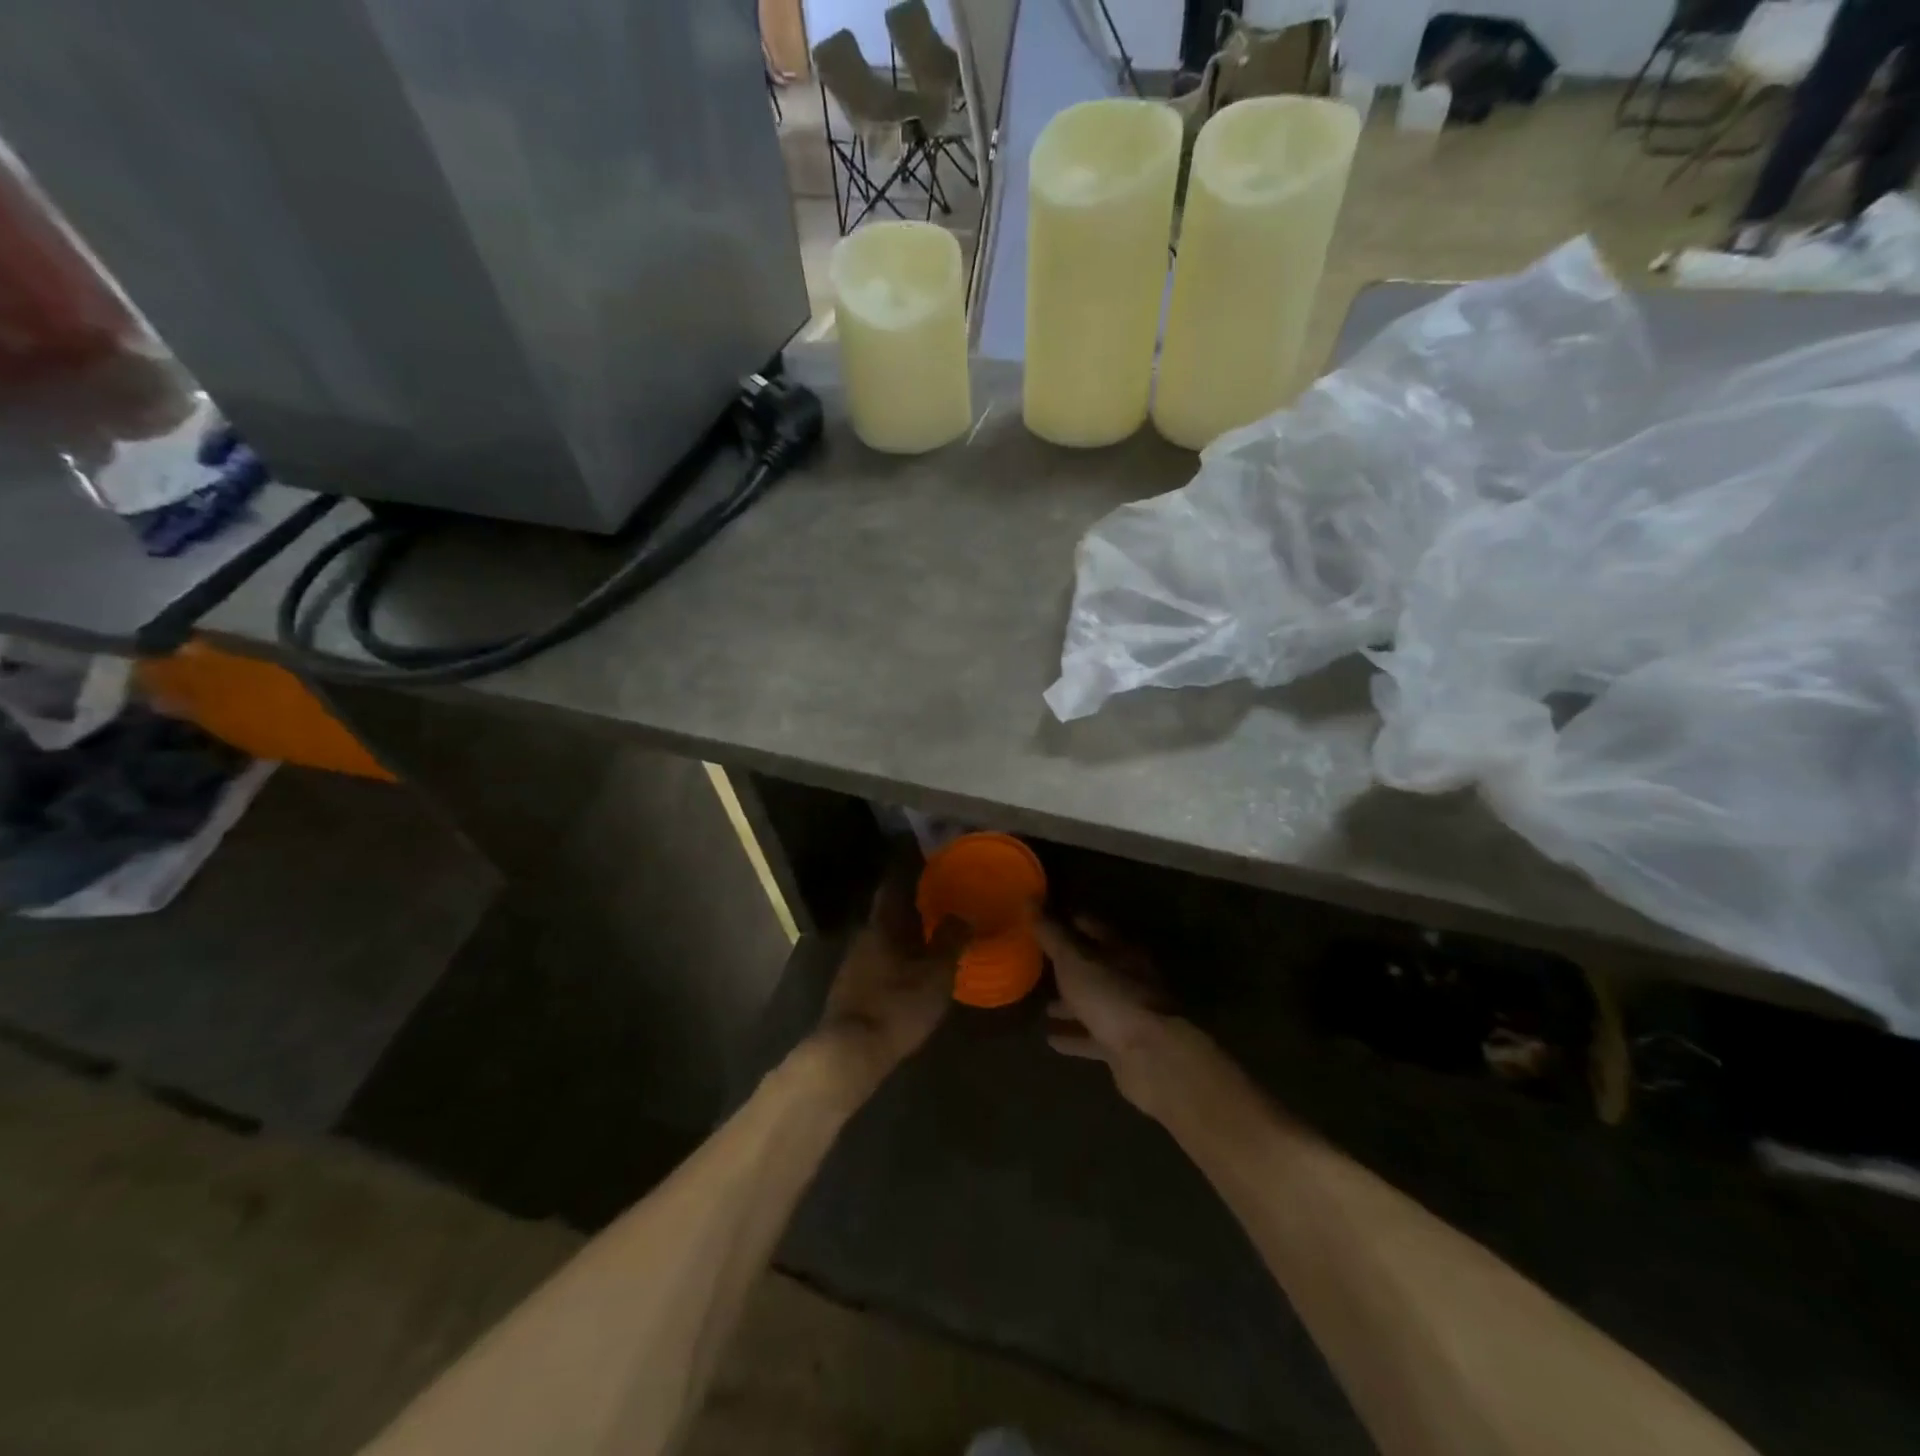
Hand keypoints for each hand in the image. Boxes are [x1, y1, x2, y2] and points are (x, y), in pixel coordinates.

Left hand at [815, 863, 963, 1091]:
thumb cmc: (896, 1005)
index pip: (894, 884)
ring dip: (905, 930)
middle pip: (889, 910)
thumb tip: (965, 914)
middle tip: (939, 895)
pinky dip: (897, 953)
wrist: (849, 1052)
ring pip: (884, 935)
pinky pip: (879, 958)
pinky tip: (913, 965)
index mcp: (883, 924)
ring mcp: (854, 962)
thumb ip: (951, 942)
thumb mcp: (935, 975)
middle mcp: (864, 935)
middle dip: (912, 902)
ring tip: (932, 930)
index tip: (927, 858)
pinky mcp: (851, 987)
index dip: (909, 869)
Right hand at [1035, 917, 1181, 1115]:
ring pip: (1094, 1002)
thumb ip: (1052, 933)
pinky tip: (1051, 1040)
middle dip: (1067, 967)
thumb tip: (1029, 899)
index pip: (1091, 925)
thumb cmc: (1110, 996)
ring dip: (1070, 1004)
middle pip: (1094, 966)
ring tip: (1043, 1008)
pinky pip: (1093, 1036)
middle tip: (1038, 966)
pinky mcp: (1124, 1045)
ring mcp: (1128, 1012)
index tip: (1042, 920)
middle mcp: (1128, 977)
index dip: (1067, 920)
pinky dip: (1074, 1037)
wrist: (1151, 1056)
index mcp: (1121, 949)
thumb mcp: (1074, 960)